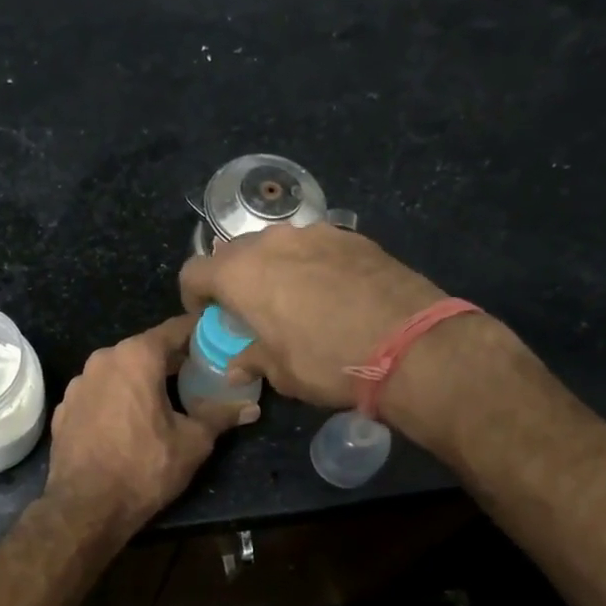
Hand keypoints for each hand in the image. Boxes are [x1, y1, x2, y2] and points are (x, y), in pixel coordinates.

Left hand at [45, 315, 258, 535]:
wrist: (85, 507)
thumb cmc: (144, 468)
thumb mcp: (193, 442)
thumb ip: (220, 416)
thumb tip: (251, 408)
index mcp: (136, 356)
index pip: (174, 329)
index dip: (198, 334)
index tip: (216, 342)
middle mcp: (103, 359)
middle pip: (145, 349)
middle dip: (171, 360)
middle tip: (197, 375)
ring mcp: (79, 383)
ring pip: (119, 371)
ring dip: (140, 380)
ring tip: (164, 400)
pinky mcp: (64, 407)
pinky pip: (98, 393)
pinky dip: (116, 399)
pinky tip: (128, 422)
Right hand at [178, 224, 445, 408]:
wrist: (412, 344)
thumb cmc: (328, 361)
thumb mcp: (281, 372)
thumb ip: (251, 360)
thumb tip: (237, 365)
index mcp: (241, 273)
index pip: (194, 272)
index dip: (193, 297)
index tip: (208, 318)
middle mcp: (272, 242)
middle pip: (235, 253)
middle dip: (234, 280)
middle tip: (250, 311)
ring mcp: (315, 233)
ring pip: (277, 245)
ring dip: (273, 269)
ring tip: (294, 300)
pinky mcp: (353, 236)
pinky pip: (315, 247)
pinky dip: (311, 265)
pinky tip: (332, 293)